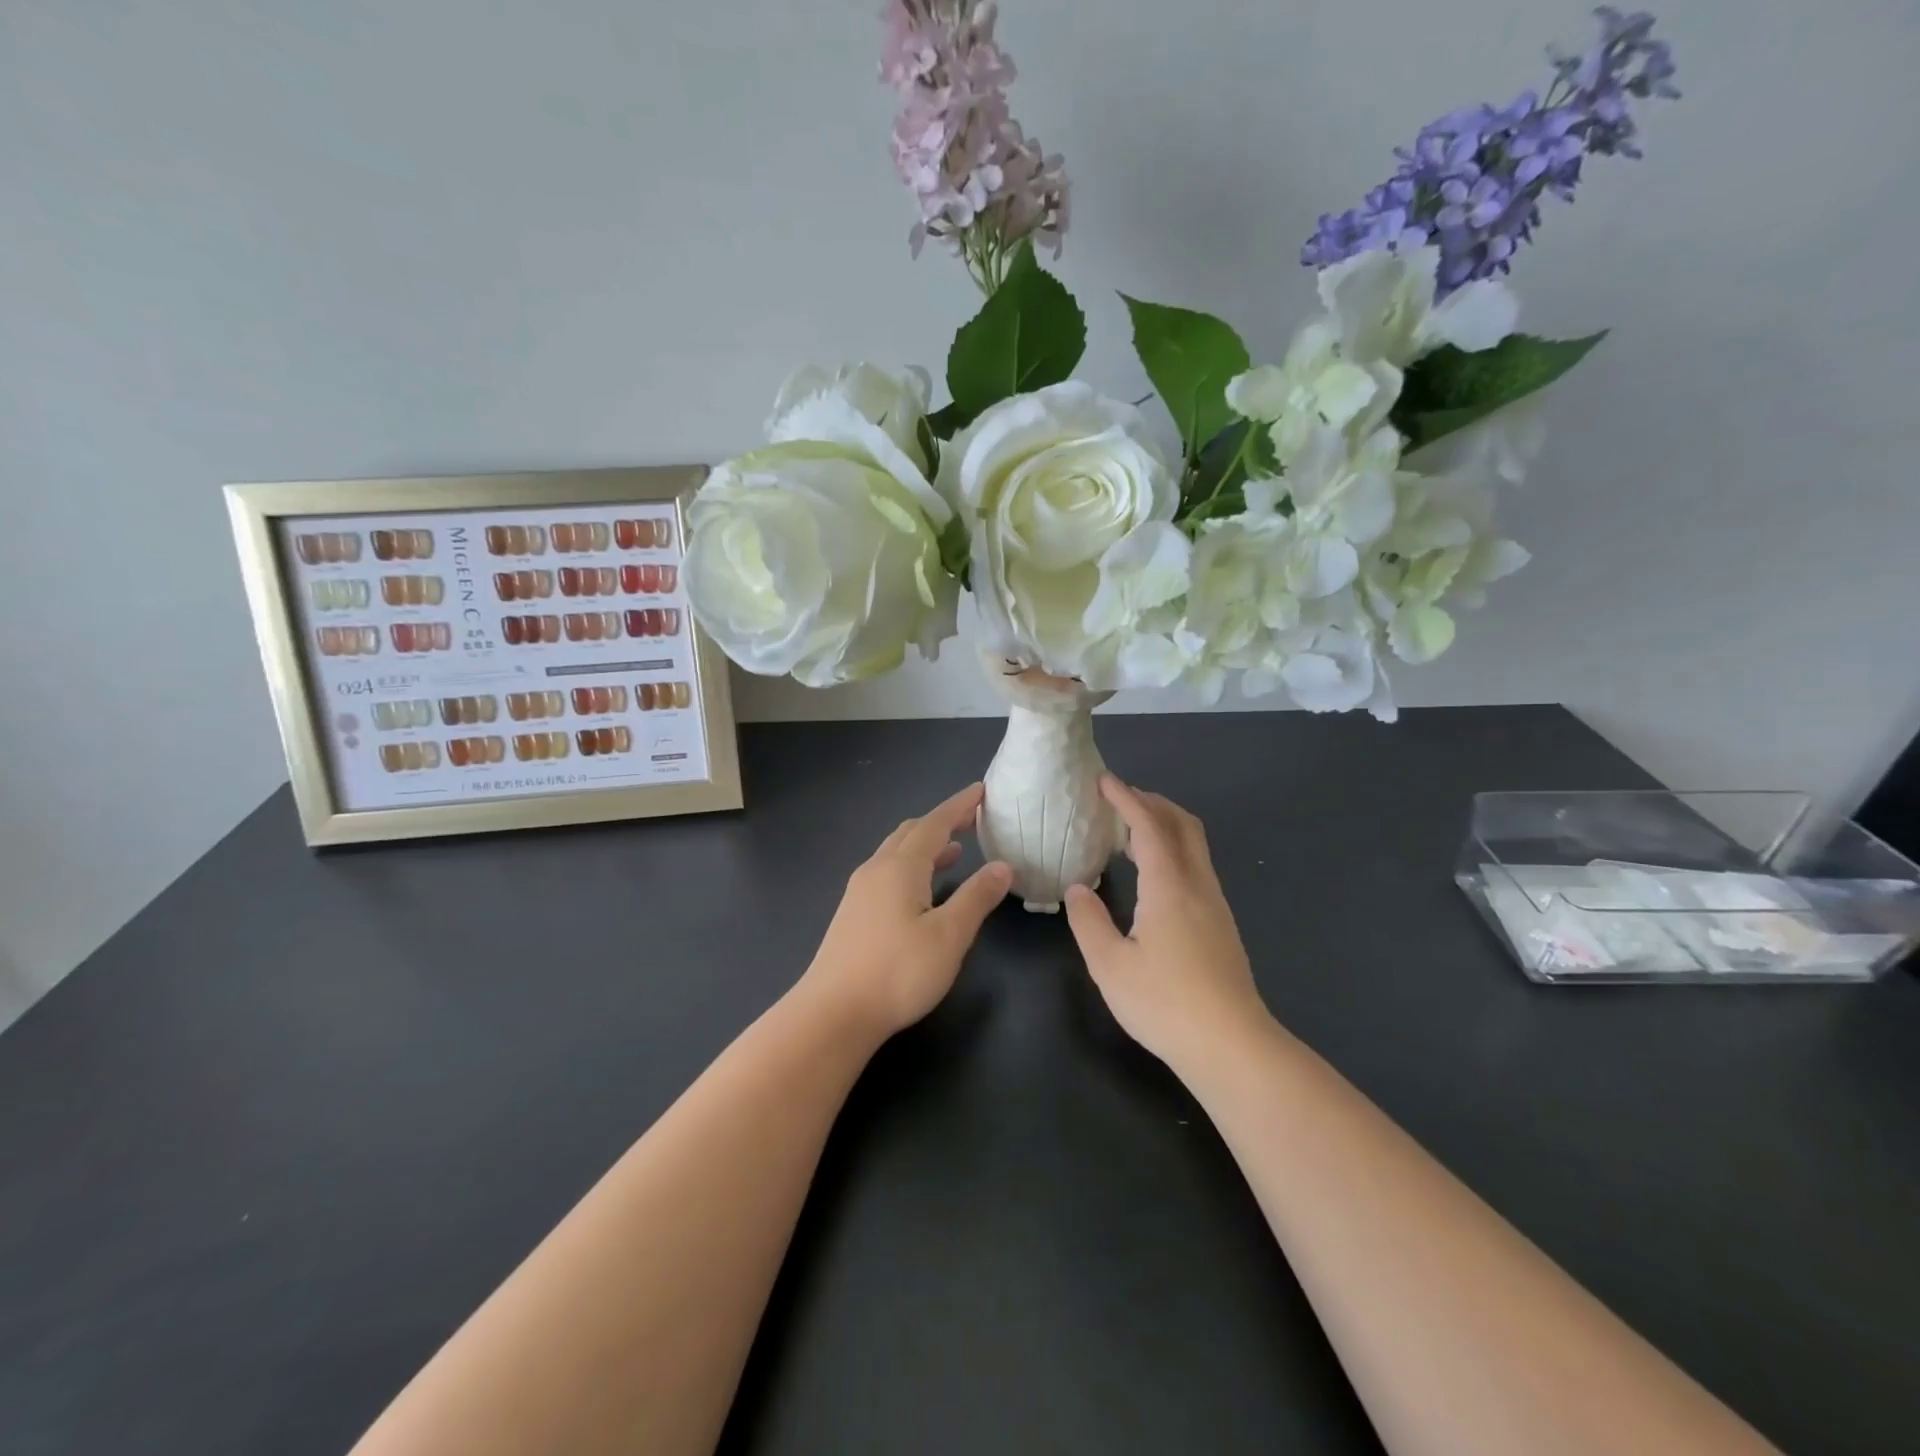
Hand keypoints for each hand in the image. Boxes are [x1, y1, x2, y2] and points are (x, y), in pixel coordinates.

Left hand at [801, 784, 1011, 1040]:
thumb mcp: (949, 935)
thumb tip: (1002, 866)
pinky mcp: (853, 913)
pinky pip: (887, 872)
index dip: (960, 806)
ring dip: (926, 845)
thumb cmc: (898, 971)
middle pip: (911, 832)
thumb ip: (977, 897)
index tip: (982, 791)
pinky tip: (922, 889)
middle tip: (972, 819)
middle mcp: (877, 869)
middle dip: (942, 821)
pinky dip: (911, 866)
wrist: (834, 1013)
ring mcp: (860, 891)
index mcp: (901, 867)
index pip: (935, 823)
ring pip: (896, 853)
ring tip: (955, 850)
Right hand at [1065, 775, 1272, 1070]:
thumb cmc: (1165, 1004)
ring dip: (1164, 824)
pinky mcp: (1221, 923)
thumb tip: (1078, 889)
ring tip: (1129, 832)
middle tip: (1117, 800)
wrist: (1232, 1046)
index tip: (1103, 780)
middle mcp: (1197, 884)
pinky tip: (1152, 874)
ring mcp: (1215, 903)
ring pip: (1194, 844)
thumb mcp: (1110, 965)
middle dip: (1151, 801)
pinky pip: (1196, 865)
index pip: (1148, 825)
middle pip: (1182, 823)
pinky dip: (1173, 848)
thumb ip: (1088, 921)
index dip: (1126, 797)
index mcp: (1169, 886)